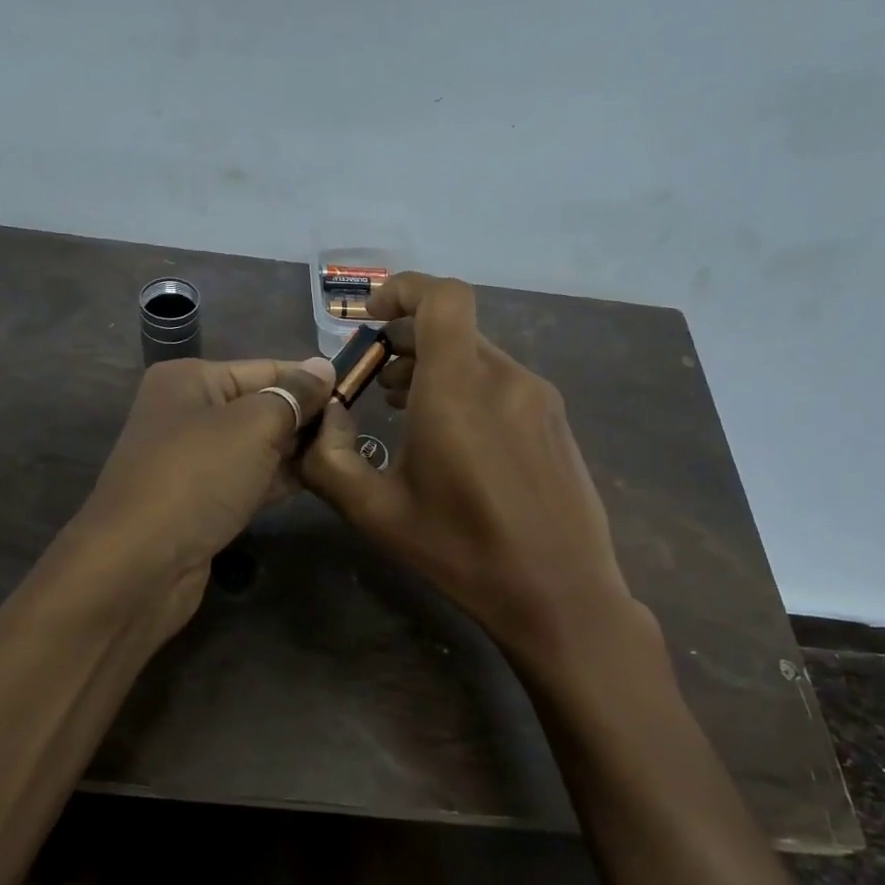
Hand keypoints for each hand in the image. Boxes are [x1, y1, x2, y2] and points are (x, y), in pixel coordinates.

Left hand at [62, 355, 334, 647]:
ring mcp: (192, 461)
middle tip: (355, 430)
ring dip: (296, 450)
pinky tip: (317, 481)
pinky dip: (279, 479)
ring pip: (257, 446)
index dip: (311, 381)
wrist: (138, 567)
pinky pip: (248, 479)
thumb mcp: (253, 426)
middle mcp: (187, 413)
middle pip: (261, 406)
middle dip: (306, 417)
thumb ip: (294, 396)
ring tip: (345, 454)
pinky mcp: (201, 502)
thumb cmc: (197, 478)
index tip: (357, 393)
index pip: (265, 368)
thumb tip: (325, 367)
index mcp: (190, 380)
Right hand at [302, 274, 654, 682]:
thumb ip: (330, 458)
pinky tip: (452, 436)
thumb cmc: (462, 552)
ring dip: (434, 366)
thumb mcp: (376, 513)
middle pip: (453, 326)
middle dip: (405, 339)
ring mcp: (538, 397)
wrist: (561, 595)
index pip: (442, 297)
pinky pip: (502, 382)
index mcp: (459, 388)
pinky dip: (467, 387)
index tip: (370, 318)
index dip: (403, 289)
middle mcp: (505, 377)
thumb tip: (323, 416)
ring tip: (402, 407)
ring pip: (477, 355)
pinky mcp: (555, 421)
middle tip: (373, 379)